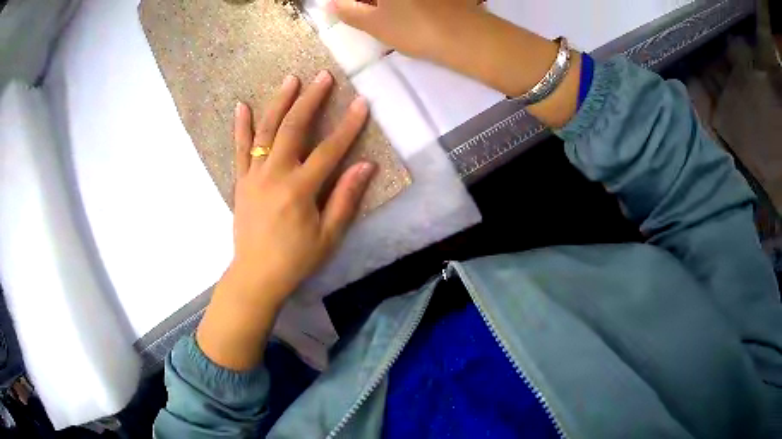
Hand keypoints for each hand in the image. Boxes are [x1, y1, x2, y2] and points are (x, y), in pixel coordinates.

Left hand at [229, 70, 374, 304]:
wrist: (256, 275)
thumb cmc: (295, 259)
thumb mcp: (328, 236)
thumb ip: (346, 198)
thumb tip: (366, 165)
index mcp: (300, 189)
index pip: (330, 150)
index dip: (348, 125)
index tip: (361, 103)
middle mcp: (275, 174)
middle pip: (294, 128)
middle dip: (311, 100)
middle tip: (323, 76)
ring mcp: (254, 175)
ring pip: (267, 131)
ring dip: (279, 102)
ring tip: (291, 79)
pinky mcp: (241, 181)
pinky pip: (241, 149)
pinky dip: (241, 126)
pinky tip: (243, 105)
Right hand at [332, 0, 581, 127]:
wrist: (468, 39)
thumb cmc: (415, 29)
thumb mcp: (373, 24)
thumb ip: (348, 12)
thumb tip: (332, 4)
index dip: (351, 3)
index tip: (348, 10)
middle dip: (368, 3)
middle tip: (363, 13)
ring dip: (382, 4)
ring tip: (382, 16)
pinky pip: (413, 0)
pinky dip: (403, 4)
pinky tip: (405, 14)